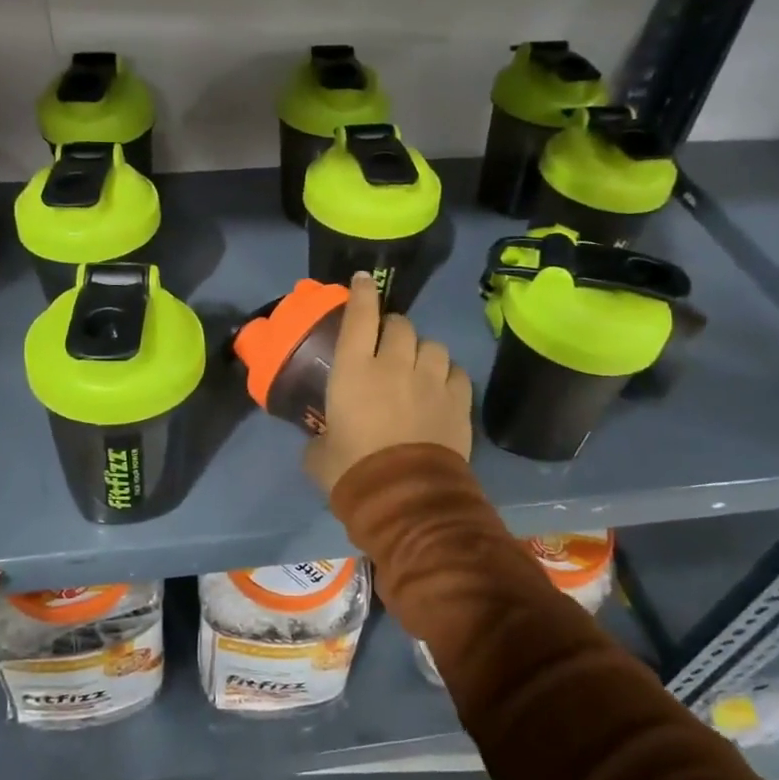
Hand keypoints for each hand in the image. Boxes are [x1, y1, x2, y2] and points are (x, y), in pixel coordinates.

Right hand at [304, 274, 472, 495]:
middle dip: (393, 328)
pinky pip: (457, 372)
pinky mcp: (459, 401)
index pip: (359, 316)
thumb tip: (321, 440)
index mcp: (354, 370)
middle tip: (387, 343)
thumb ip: (319, 438)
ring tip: (418, 366)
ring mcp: (431, 380)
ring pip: (433, 345)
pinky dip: (447, 374)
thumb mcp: (319, 456)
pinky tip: (442, 386)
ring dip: (423, 350)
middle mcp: (395, 364)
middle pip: (400, 325)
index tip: (362, 280)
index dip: (361, 293)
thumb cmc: (353, 472)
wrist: (406, 499)